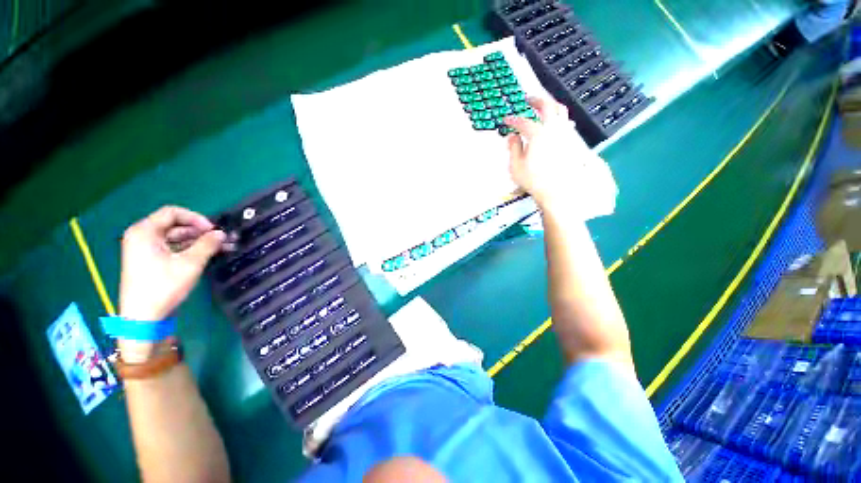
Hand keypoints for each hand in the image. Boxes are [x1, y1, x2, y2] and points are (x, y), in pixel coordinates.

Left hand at [119, 206, 224, 322]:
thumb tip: (221, 233)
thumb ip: (207, 244)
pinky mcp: (149, 261)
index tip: (213, 230)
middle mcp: (142, 237)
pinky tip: (208, 255)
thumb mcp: (189, 263)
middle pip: (175, 225)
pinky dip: (189, 250)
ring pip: (175, 238)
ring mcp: (144, 250)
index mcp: (144, 232)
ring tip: (221, 248)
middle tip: (222, 240)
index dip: (196, 218)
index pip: (172, 213)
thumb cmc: (162, 286)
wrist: (143, 318)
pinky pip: (172, 248)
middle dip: (200, 232)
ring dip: (198, 242)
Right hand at [504, 97, 591, 208]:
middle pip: (547, 106)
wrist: (558, 190)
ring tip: (543, 106)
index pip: (523, 122)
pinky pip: (566, 122)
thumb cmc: (534, 180)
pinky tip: (556, 123)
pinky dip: (559, 117)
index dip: (513, 120)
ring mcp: (565, 134)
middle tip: (528, 99)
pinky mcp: (571, 141)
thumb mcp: (516, 166)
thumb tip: (513, 136)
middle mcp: (553, 128)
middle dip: (536, 100)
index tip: (506, 120)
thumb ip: (514, 148)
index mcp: (538, 134)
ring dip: (551, 105)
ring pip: (561, 110)